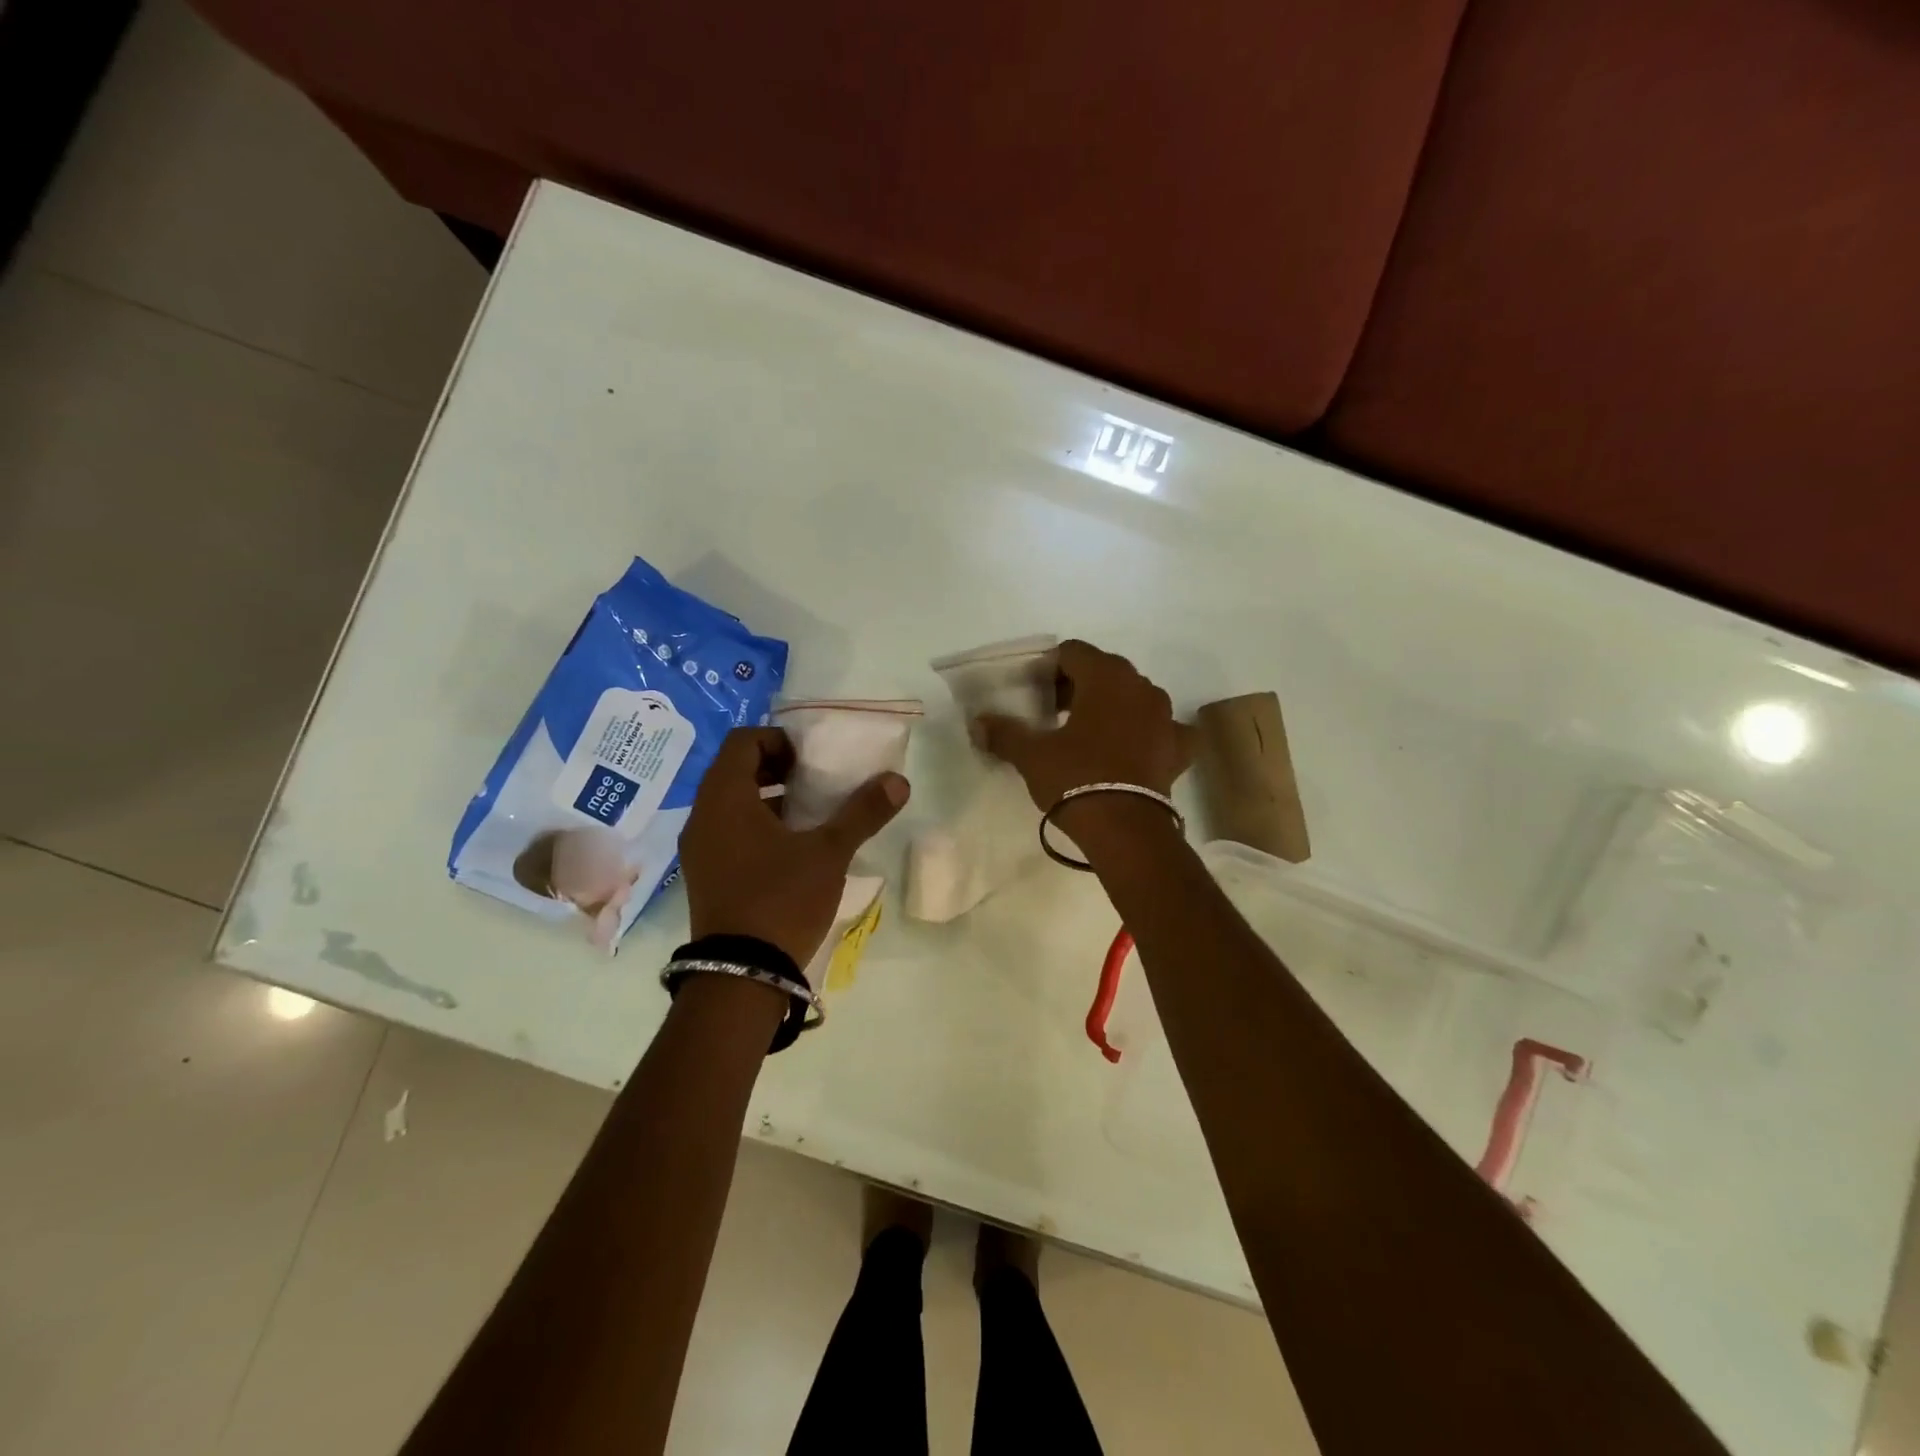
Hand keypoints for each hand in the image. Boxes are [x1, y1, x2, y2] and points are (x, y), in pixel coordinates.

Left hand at [680, 727, 909, 966]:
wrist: (742, 975)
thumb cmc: (782, 899)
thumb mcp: (829, 852)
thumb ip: (862, 812)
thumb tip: (898, 781)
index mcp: (725, 798)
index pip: (743, 741)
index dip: (780, 740)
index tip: (812, 760)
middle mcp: (702, 816)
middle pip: (735, 770)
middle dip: (777, 769)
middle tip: (815, 782)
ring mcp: (699, 849)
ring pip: (732, 803)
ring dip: (769, 799)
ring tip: (810, 814)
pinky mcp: (705, 875)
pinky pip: (728, 832)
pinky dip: (757, 826)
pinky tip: (792, 850)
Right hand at [972, 639, 1188, 811]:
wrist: (1125, 829)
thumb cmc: (1075, 778)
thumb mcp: (1031, 755)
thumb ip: (1004, 732)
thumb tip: (977, 723)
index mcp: (1105, 676)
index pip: (1072, 652)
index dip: (1048, 669)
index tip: (1033, 695)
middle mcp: (1141, 686)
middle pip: (1104, 671)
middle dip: (1078, 687)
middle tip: (1054, 715)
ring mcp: (1165, 716)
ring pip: (1134, 697)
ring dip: (1112, 707)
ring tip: (1088, 734)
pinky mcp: (1179, 748)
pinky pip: (1165, 730)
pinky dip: (1149, 734)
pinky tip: (1135, 750)